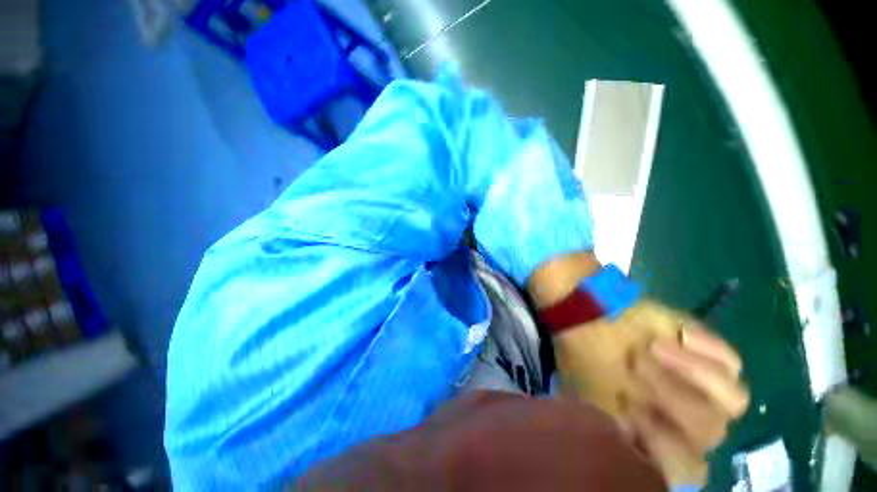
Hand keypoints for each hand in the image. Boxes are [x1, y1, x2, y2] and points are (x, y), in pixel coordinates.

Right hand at [552, 301, 748, 485]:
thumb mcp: (588, 394)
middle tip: (635, 364)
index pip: (684, 469)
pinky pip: (732, 361)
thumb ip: (612, 425)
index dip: (663, 444)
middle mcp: (690, 423)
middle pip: (708, 430)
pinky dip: (709, 348)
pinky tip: (680, 334)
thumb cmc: (587, 358)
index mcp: (657, 437)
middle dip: (670, 395)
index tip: (629, 409)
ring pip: (734, 399)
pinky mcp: (712, 356)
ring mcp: (708, 390)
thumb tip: (629, 437)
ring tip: (654, 347)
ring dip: (691, 372)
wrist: (591, 317)